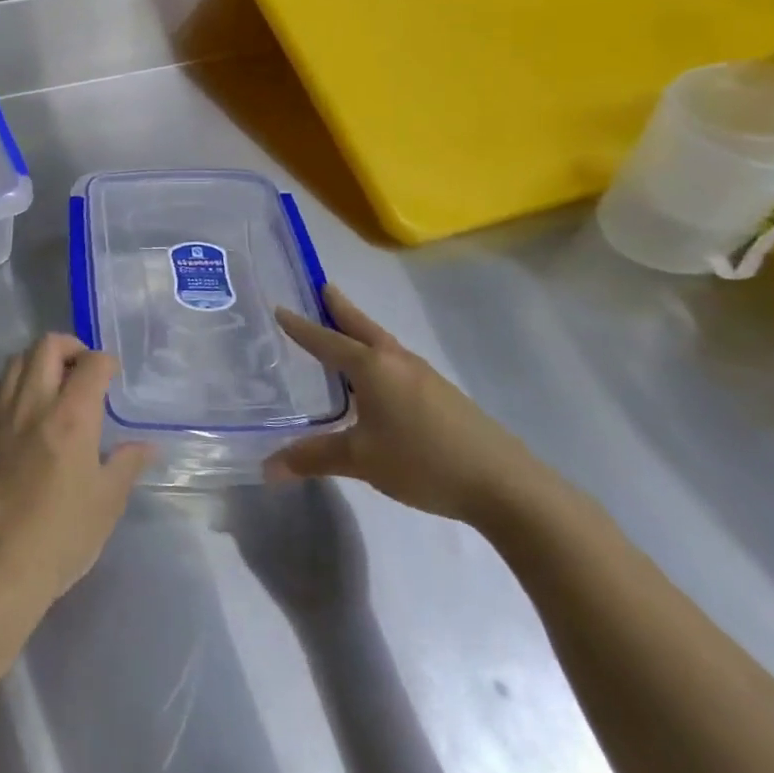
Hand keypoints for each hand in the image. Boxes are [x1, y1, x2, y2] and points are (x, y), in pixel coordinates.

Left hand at [0, 334, 151, 612]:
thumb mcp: (107, 502)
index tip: (113, 377)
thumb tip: (146, 446)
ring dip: (38, 361)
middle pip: (46, 346)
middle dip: (70, 347)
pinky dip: (14, 383)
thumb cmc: (61, 536)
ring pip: (16, 360)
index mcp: (71, 417)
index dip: (107, 362)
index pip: (92, 364)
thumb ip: (127, 464)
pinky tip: (24, 408)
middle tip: (83, 370)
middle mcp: (33, 403)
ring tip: (53, 385)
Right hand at [266, 286, 544, 526]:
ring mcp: (424, 376)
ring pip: (383, 343)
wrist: (505, 484)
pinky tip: (380, 378)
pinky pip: (398, 363)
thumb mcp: (361, 460)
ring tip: (345, 329)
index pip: (327, 341)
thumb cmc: (423, 461)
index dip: (302, 328)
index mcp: (372, 368)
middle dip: (340, 309)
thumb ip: (314, 457)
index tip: (280, 309)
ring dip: (361, 331)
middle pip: (362, 327)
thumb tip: (268, 467)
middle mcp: (397, 361)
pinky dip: (379, 356)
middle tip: (322, 288)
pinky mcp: (443, 394)